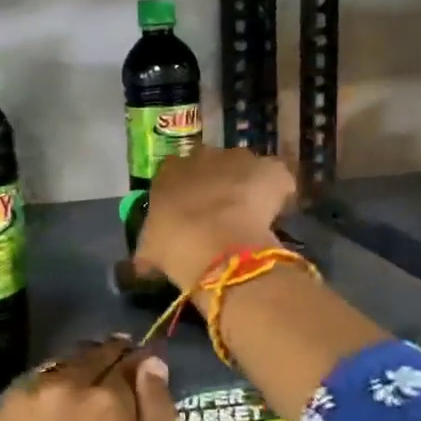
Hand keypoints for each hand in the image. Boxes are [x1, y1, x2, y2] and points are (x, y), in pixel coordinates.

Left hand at [0, 338, 172, 420]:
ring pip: (61, 365)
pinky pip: (32, 386)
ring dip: (76, 374)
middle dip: (108, 361)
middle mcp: (66, 383)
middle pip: (94, 353)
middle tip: (112, 386)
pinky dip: (45, 394)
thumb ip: (156, 412)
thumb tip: (153, 362)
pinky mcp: (0, 409)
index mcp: (108, 399)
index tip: (142, 371)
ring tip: (79, 403)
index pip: (130, 358)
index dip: (139, 363)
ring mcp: (28, 394)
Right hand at [133, 146, 298, 291]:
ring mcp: (239, 159)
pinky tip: (277, 216)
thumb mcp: (149, 252)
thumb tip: (141, 265)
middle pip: (211, 166)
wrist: (218, 245)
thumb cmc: (174, 245)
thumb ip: (147, 251)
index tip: (190, 214)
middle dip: (216, 185)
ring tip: (252, 217)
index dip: (185, 194)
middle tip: (220, 216)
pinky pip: (276, 179)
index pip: (174, 174)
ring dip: (247, 186)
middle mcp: (202, 155)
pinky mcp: (270, 169)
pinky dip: (278, 194)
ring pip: (245, 168)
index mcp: (169, 171)